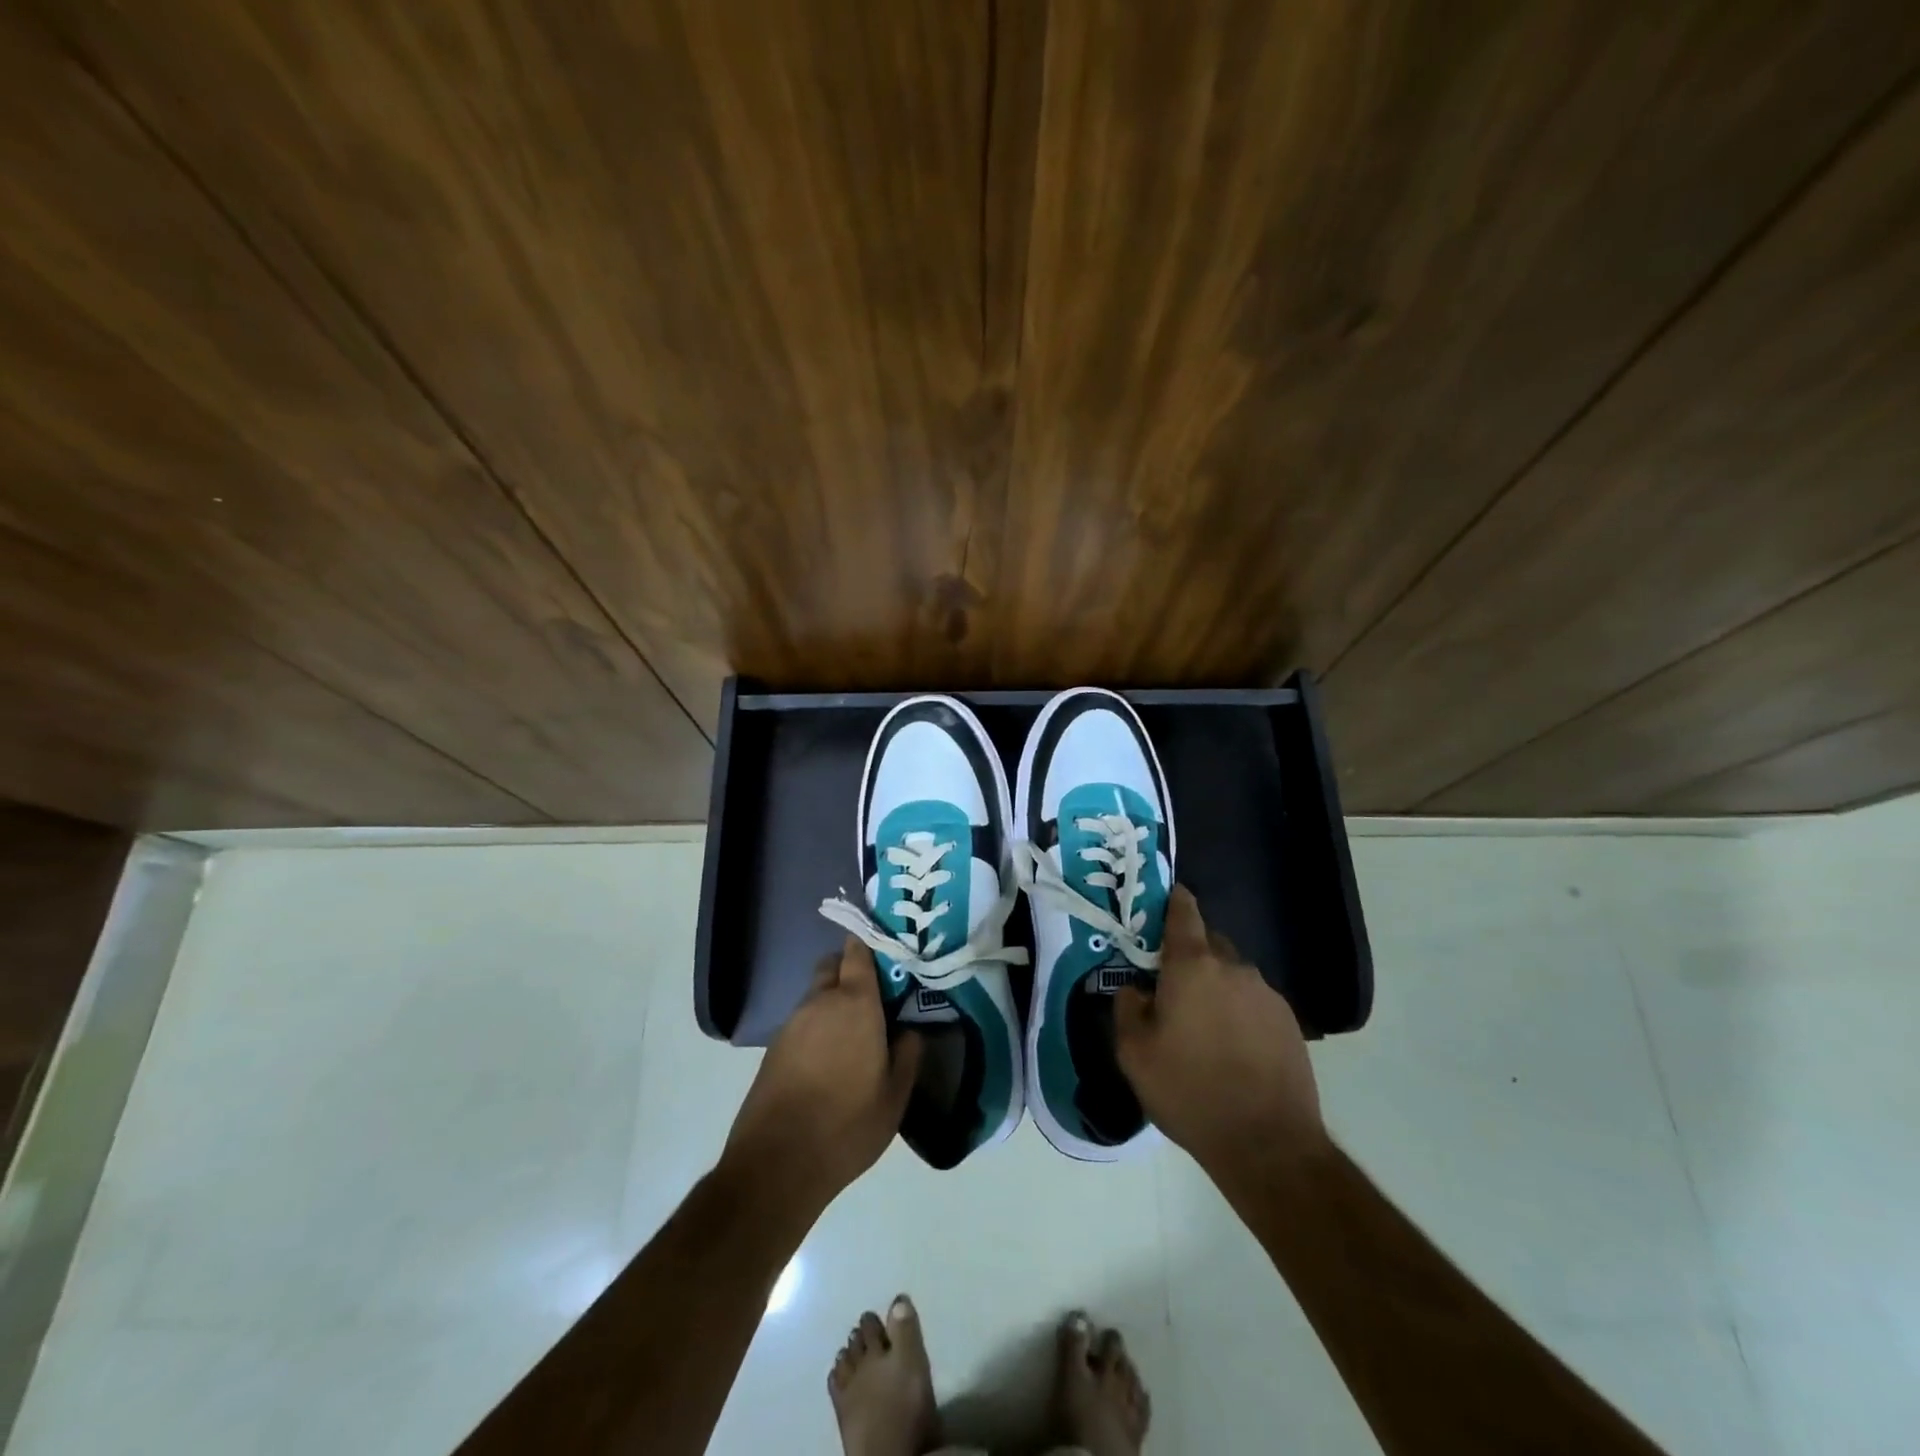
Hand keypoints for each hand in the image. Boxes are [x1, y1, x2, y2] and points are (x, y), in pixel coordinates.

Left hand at [723, 938, 922, 1213]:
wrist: (776, 1164)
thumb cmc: (847, 1125)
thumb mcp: (895, 1095)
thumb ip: (908, 1053)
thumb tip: (910, 1029)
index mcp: (855, 1003)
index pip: (858, 951)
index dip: (872, 944)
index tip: (891, 952)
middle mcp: (820, 1001)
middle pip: (834, 966)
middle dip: (852, 971)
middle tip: (876, 996)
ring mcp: (792, 1023)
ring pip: (817, 994)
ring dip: (835, 1001)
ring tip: (857, 1033)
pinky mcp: (774, 1048)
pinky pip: (803, 1021)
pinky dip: (818, 1026)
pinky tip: (831, 1058)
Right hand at [1115, 885, 1325, 1181]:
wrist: (1268, 1144)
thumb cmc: (1190, 1091)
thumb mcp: (1134, 1053)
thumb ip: (1128, 1007)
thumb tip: (1136, 989)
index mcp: (1193, 966)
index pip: (1184, 912)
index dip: (1173, 900)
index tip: (1162, 900)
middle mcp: (1234, 967)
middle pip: (1208, 943)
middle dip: (1189, 955)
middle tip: (1170, 985)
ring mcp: (1266, 994)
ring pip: (1232, 974)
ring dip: (1215, 986)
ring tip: (1202, 1027)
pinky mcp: (1289, 1022)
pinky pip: (1253, 1001)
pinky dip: (1239, 1011)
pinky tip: (1231, 1048)